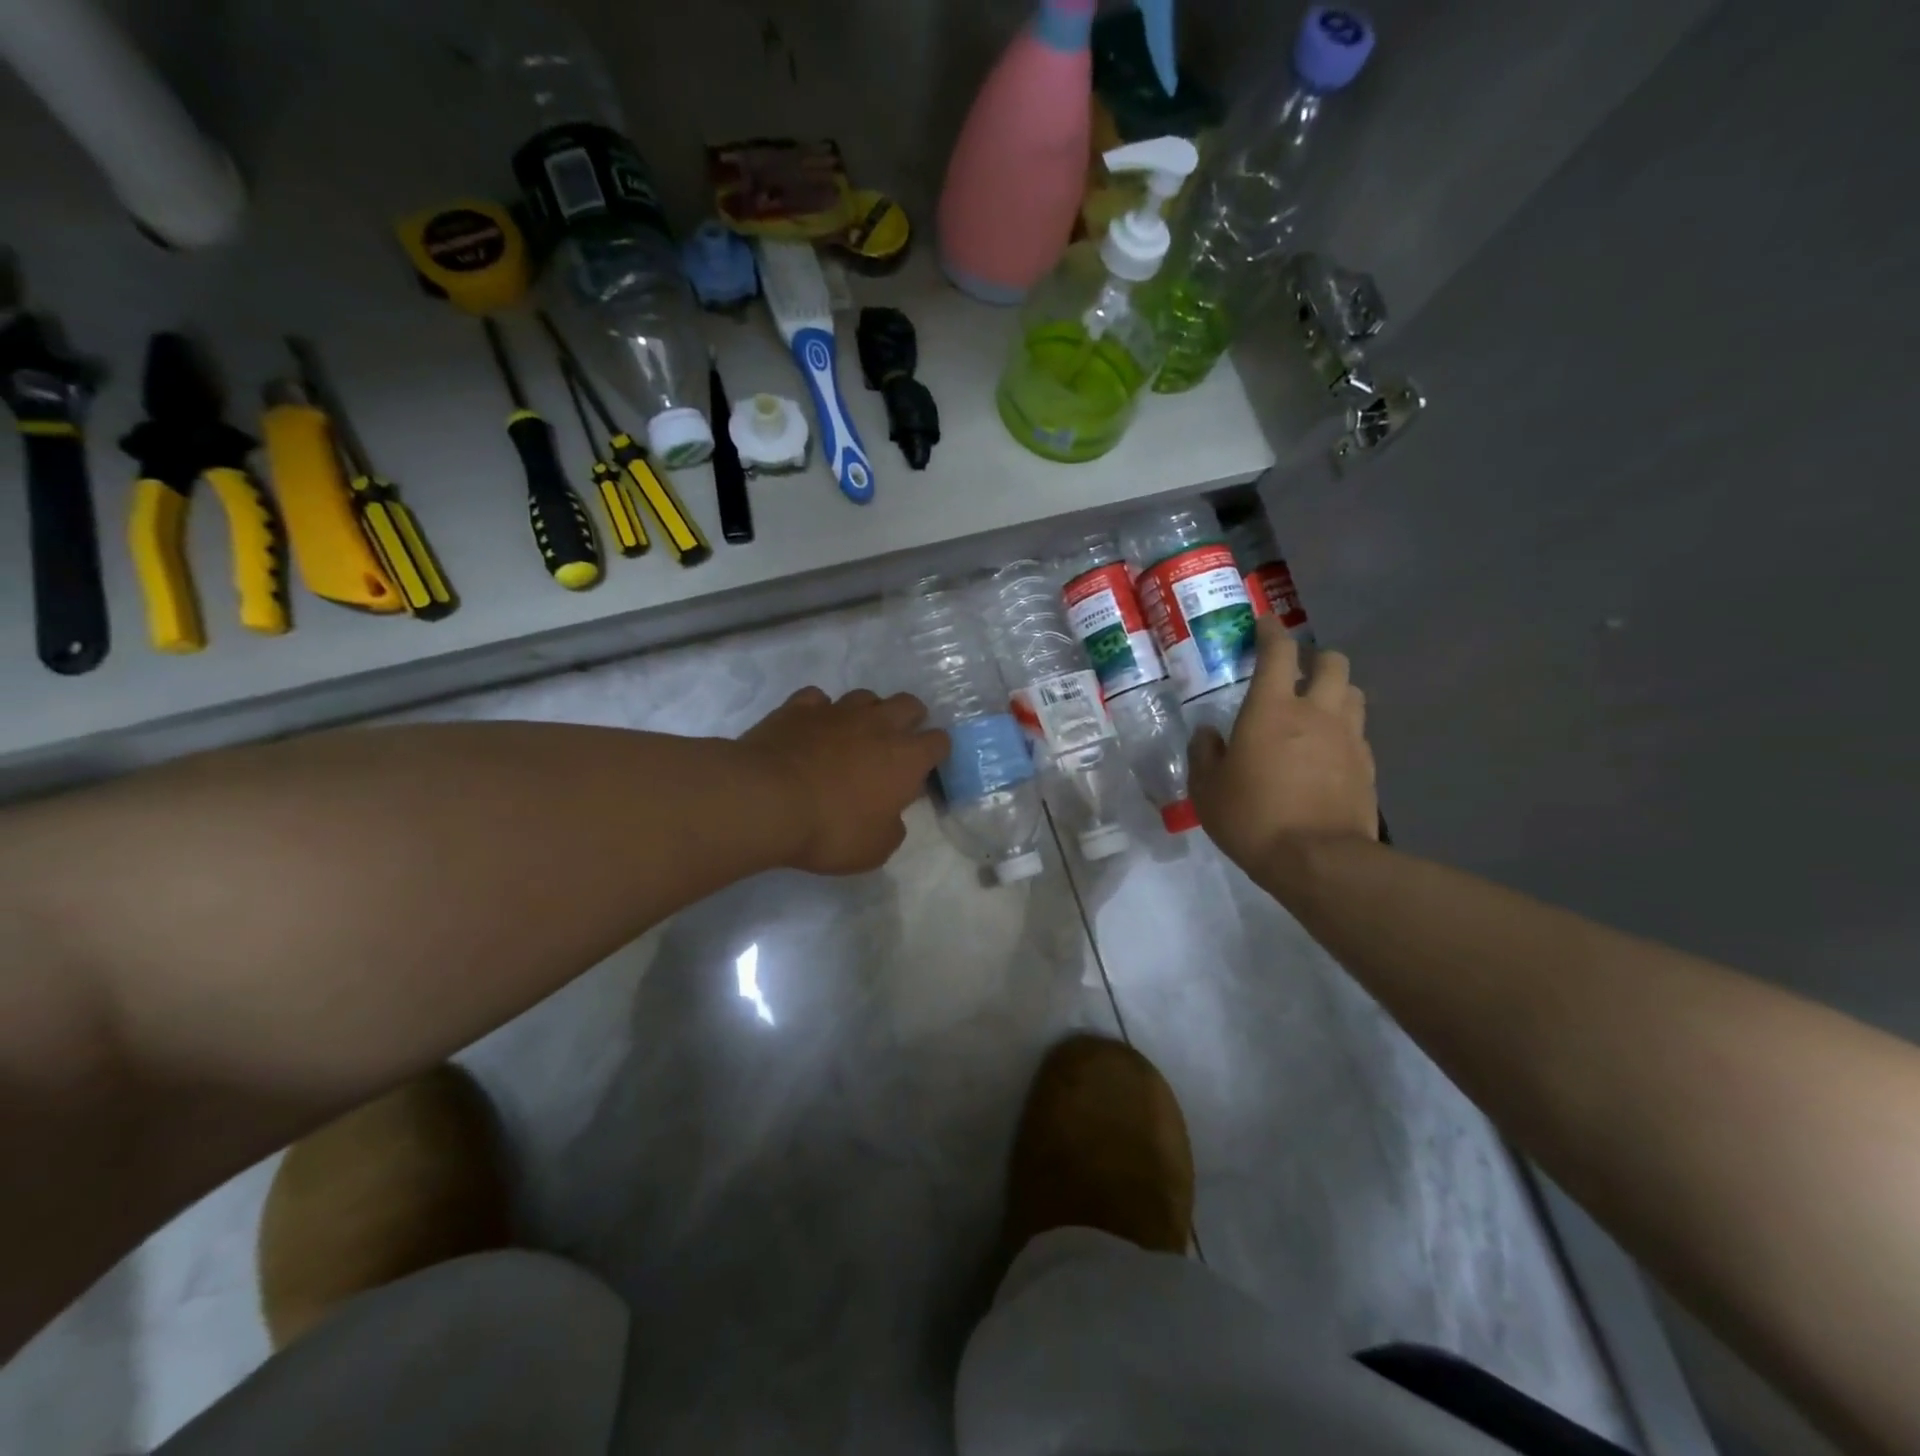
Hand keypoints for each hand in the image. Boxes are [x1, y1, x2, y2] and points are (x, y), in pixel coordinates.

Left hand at [740, 688, 949, 875]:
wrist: (767, 801)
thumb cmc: (831, 829)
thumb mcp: (875, 848)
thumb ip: (892, 828)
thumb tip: (891, 816)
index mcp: (906, 758)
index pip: (939, 742)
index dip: (936, 753)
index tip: (925, 769)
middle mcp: (878, 724)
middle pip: (909, 704)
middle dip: (910, 719)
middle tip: (897, 742)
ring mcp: (837, 710)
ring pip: (865, 696)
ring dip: (867, 712)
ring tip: (855, 734)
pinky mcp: (798, 707)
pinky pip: (818, 699)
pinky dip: (819, 711)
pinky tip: (812, 728)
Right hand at [1189, 621, 1376, 871]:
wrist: (1317, 860)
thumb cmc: (1252, 817)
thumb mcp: (1207, 789)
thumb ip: (1204, 754)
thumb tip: (1207, 734)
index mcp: (1272, 709)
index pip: (1278, 651)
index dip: (1271, 631)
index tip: (1264, 624)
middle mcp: (1316, 712)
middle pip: (1332, 662)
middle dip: (1315, 657)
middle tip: (1295, 672)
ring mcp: (1348, 737)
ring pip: (1353, 692)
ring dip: (1335, 690)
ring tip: (1315, 708)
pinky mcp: (1367, 765)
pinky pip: (1358, 731)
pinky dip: (1343, 729)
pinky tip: (1327, 751)